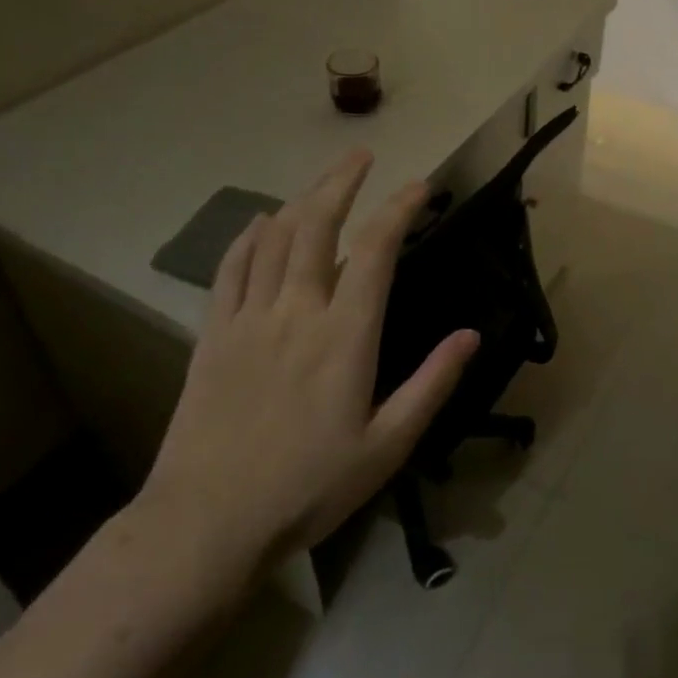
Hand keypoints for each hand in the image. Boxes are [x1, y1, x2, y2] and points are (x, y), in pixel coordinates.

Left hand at [139, 149, 477, 588]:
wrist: (207, 522)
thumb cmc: (308, 487)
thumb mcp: (387, 446)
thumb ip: (431, 385)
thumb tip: (470, 335)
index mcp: (345, 335)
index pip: (377, 250)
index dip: (400, 208)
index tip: (420, 186)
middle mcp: (298, 310)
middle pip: (318, 224)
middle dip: (342, 181)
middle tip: (362, 155)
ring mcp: (249, 318)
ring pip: (275, 237)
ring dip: (301, 199)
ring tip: (322, 182)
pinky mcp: (212, 334)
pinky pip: (230, 269)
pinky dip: (248, 237)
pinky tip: (260, 222)